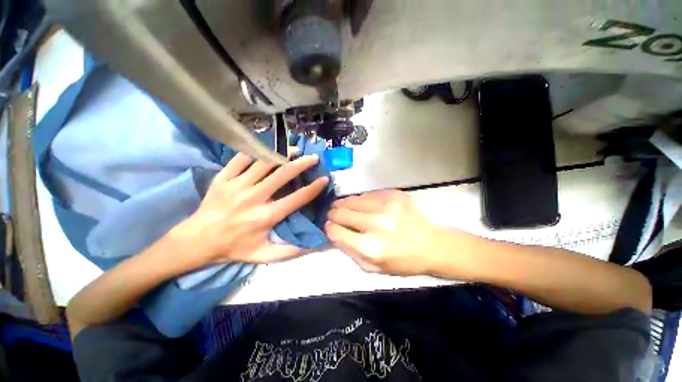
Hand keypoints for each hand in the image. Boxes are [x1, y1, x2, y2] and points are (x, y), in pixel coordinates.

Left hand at [172, 153, 327, 265]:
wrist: (196, 241)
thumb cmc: (233, 248)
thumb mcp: (263, 255)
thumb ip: (289, 251)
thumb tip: (312, 244)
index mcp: (266, 216)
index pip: (297, 198)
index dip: (314, 188)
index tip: (324, 179)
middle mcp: (253, 197)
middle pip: (283, 174)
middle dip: (302, 163)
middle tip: (313, 157)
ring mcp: (236, 185)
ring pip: (264, 162)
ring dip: (282, 153)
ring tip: (294, 149)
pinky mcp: (222, 178)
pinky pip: (241, 158)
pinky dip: (256, 152)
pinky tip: (267, 149)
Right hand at [325, 190, 462, 274]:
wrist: (432, 245)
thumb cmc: (401, 261)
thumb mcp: (372, 268)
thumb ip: (349, 251)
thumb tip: (333, 233)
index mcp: (370, 247)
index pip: (336, 231)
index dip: (328, 227)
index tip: (328, 226)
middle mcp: (376, 224)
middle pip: (341, 212)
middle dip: (333, 213)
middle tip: (333, 214)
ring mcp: (386, 206)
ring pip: (352, 199)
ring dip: (344, 203)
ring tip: (343, 206)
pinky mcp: (394, 195)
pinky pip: (368, 194)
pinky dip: (361, 200)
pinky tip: (363, 204)